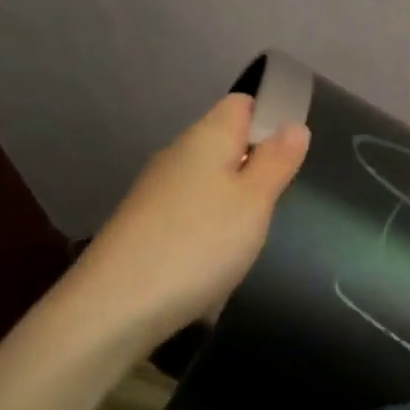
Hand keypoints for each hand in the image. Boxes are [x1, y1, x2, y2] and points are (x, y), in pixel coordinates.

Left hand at [60, 94, 309, 355]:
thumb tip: (294, 125)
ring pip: (207, 179)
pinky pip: (189, 210)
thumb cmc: (200, 243)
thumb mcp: (254, 201)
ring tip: (252, 233)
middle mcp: (177, 154)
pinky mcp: (143, 224)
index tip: (292, 152)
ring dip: (233, 199)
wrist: (115, 305)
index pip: (241, 103)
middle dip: (255, 164)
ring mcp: (156, 190)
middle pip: (225, 142)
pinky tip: (216, 255)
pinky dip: (209, 225)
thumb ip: (277, 161)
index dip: (270, 116)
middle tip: (279, 200)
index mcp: (206, 137)